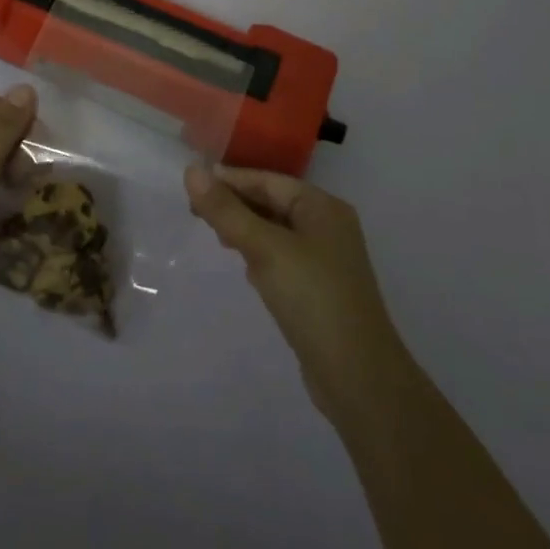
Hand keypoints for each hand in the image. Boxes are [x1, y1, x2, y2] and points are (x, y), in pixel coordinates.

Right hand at [185, 164, 413, 423]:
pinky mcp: (318, 290)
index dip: (230, 180)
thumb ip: (226, 211)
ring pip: (275, 232)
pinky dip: (259, 255)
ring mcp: (325, 260)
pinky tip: (244, 268)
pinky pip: (281, 258)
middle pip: (272, 203)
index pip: (268, 181)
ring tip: (214, 236)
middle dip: (236, 205)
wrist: (358, 378)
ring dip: (245, 230)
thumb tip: (191, 170)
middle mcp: (327, 226)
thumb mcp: (265, 248)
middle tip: (195, 212)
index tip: (191, 186)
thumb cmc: (313, 299)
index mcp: (322, 207)